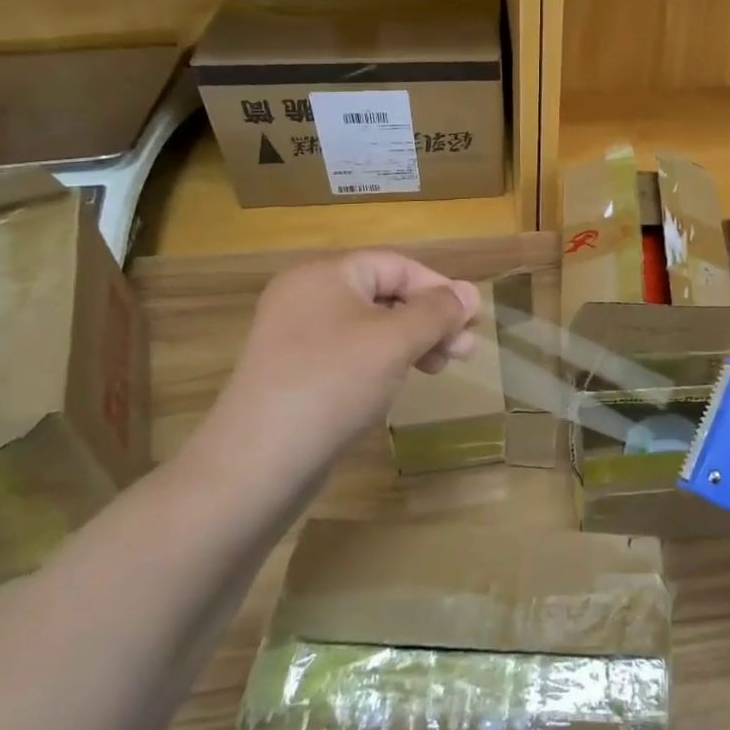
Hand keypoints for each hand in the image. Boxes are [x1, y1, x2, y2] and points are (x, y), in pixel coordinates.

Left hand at [187, 251, 479, 491]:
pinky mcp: (296, 374)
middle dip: (431, 319)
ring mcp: (298, 338)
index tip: (472, 321)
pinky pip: (352, 353)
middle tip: (465, 350)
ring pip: (372, 327)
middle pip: (386, 294)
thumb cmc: (332, 384)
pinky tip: (403, 381)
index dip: (439, 289)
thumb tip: (471, 293)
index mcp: (325, 275)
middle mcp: (307, 297)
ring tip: (442, 367)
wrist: (256, 464)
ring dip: (414, 342)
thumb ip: (437, 312)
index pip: (397, 265)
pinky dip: (385, 361)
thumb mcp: (395, 341)